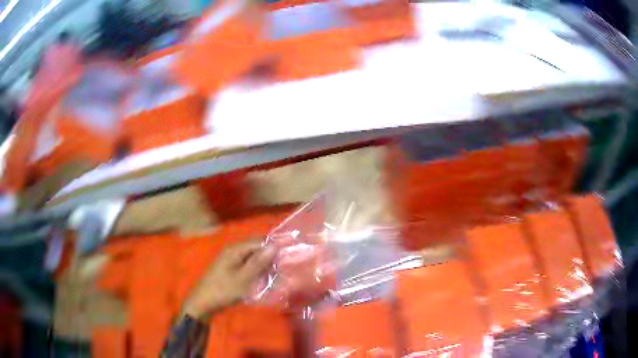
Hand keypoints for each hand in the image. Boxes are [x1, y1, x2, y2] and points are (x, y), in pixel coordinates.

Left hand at [181, 240, 275, 320]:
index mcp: (235, 249)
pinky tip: (262, 281)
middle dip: (270, 259)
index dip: (274, 248)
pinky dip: (256, 272)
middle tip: (282, 271)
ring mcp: (231, 260)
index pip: (260, 242)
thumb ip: (259, 262)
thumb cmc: (223, 290)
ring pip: (253, 259)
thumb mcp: (243, 278)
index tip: (288, 258)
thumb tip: (275, 245)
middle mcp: (233, 251)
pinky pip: (247, 266)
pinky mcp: (230, 270)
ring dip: (264, 267)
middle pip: (256, 249)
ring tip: (275, 278)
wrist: (203, 303)